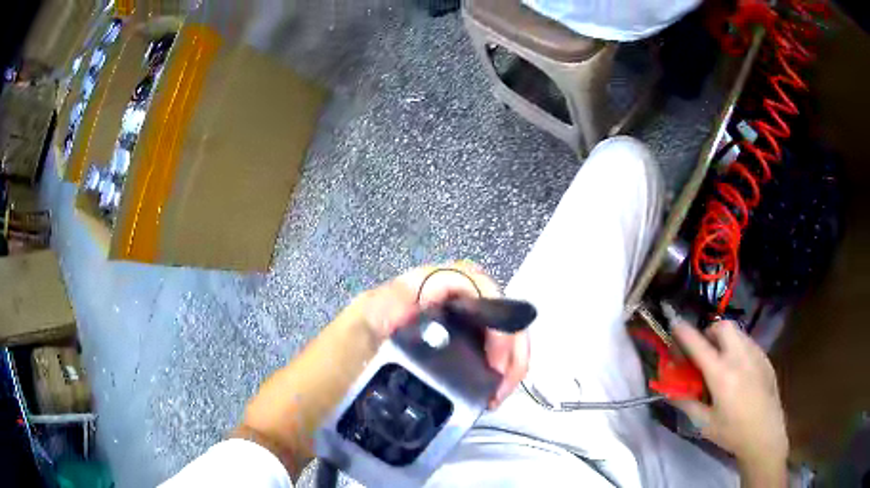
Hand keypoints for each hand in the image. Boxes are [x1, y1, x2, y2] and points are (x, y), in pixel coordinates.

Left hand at [234, 262, 529, 477]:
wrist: (299, 416)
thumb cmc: (320, 383)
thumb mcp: (351, 344)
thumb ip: (387, 312)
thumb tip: (431, 293)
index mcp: (397, 298)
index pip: (461, 278)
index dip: (493, 307)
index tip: (496, 357)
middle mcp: (413, 309)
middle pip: (479, 304)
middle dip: (507, 338)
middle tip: (506, 381)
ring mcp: (419, 335)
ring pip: (478, 328)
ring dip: (502, 353)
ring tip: (499, 389)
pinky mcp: (421, 360)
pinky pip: (466, 351)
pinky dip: (486, 366)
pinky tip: (485, 390)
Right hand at [670, 321, 787, 480]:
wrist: (765, 434)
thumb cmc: (732, 432)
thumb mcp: (704, 423)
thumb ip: (687, 403)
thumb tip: (671, 390)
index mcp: (721, 374)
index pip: (699, 345)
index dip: (684, 333)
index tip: (674, 324)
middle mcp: (739, 357)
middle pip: (722, 326)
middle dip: (709, 332)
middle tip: (703, 350)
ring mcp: (755, 355)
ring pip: (737, 332)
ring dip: (724, 339)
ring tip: (721, 360)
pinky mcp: (765, 358)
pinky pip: (748, 343)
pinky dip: (737, 348)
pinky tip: (738, 371)